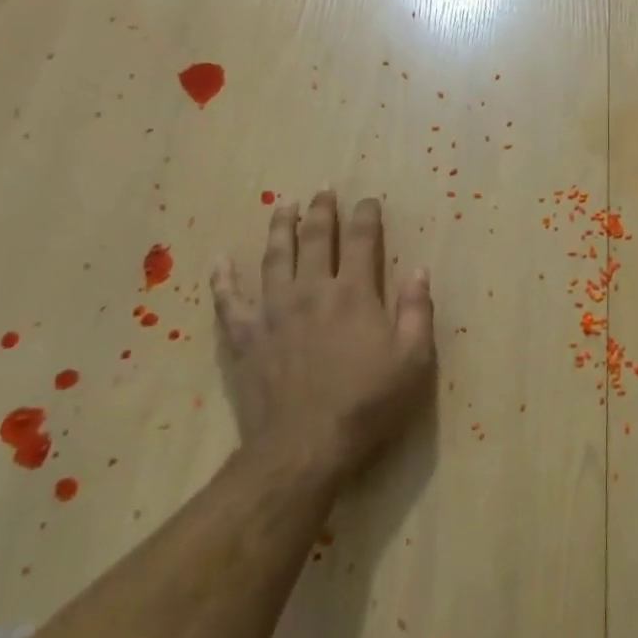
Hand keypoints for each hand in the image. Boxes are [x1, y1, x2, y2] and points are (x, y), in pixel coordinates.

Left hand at [211, 190, 436, 483]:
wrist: (304, 446)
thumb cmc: (367, 404)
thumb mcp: (413, 361)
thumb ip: (416, 311)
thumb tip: (418, 270)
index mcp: (355, 293)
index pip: (362, 241)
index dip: (366, 216)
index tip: (368, 201)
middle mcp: (312, 290)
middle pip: (314, 238)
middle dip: (321, 210)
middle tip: (323, 190)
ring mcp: (273, 311)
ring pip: (274, 257)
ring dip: (280, 227)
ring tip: (283, 205)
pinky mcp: (244, 336)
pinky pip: (228, 300)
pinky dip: (223, 278)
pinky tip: (219, 261)